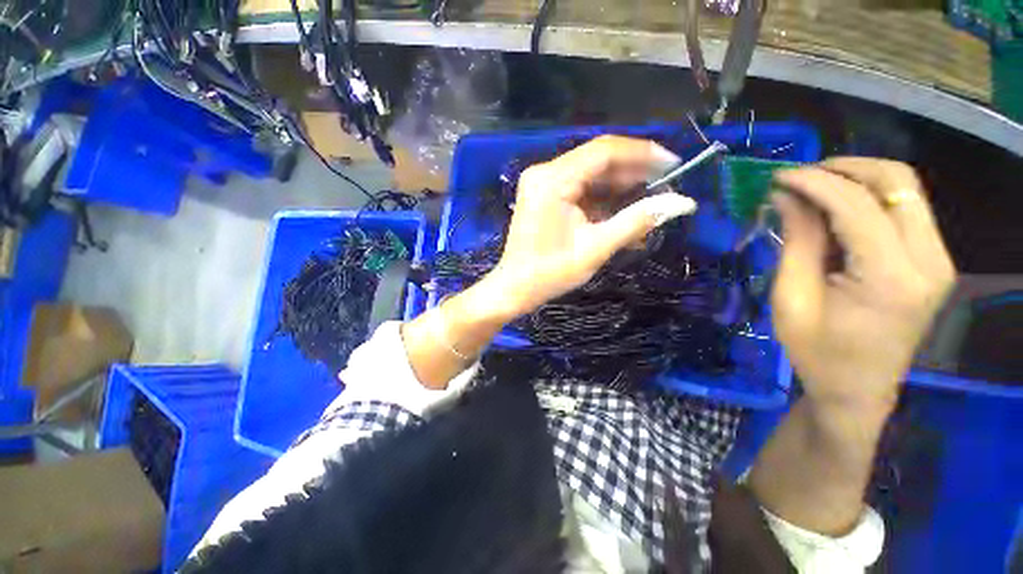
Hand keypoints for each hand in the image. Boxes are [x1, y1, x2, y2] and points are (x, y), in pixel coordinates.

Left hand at [487, 135, 697, 316]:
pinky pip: (579, 189)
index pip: (605, 151)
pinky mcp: (543, 196)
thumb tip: (683, 203)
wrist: (514, 289)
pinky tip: (622, 214)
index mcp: (553, 180)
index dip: (643, 153)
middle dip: (633, 173)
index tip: (673, 164)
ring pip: (590, 175)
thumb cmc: (550, 273)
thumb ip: (637, 221)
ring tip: (648, 203)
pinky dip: (601, 200)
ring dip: (619, 189)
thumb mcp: (596, 248)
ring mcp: (542, 184)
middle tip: (665, 187)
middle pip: (597, 161)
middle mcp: (544, 173)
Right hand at [771, 158, 955, 413]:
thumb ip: (797, 242)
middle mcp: (929, 261)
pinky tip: (837, 208)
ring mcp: (938, 260)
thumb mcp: (792, 298)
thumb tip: (786, 196)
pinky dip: (870, 197)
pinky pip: (906, 209)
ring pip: (906, 189)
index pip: (857, 206)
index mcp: (890, 279)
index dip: (815, 183)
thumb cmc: (816, 352)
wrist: (856, 389)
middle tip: (799, 177)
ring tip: (814, 188)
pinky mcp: (934, 261)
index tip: (778, 177)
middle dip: (844, 169)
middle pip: (897, 183)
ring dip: (859, 178)